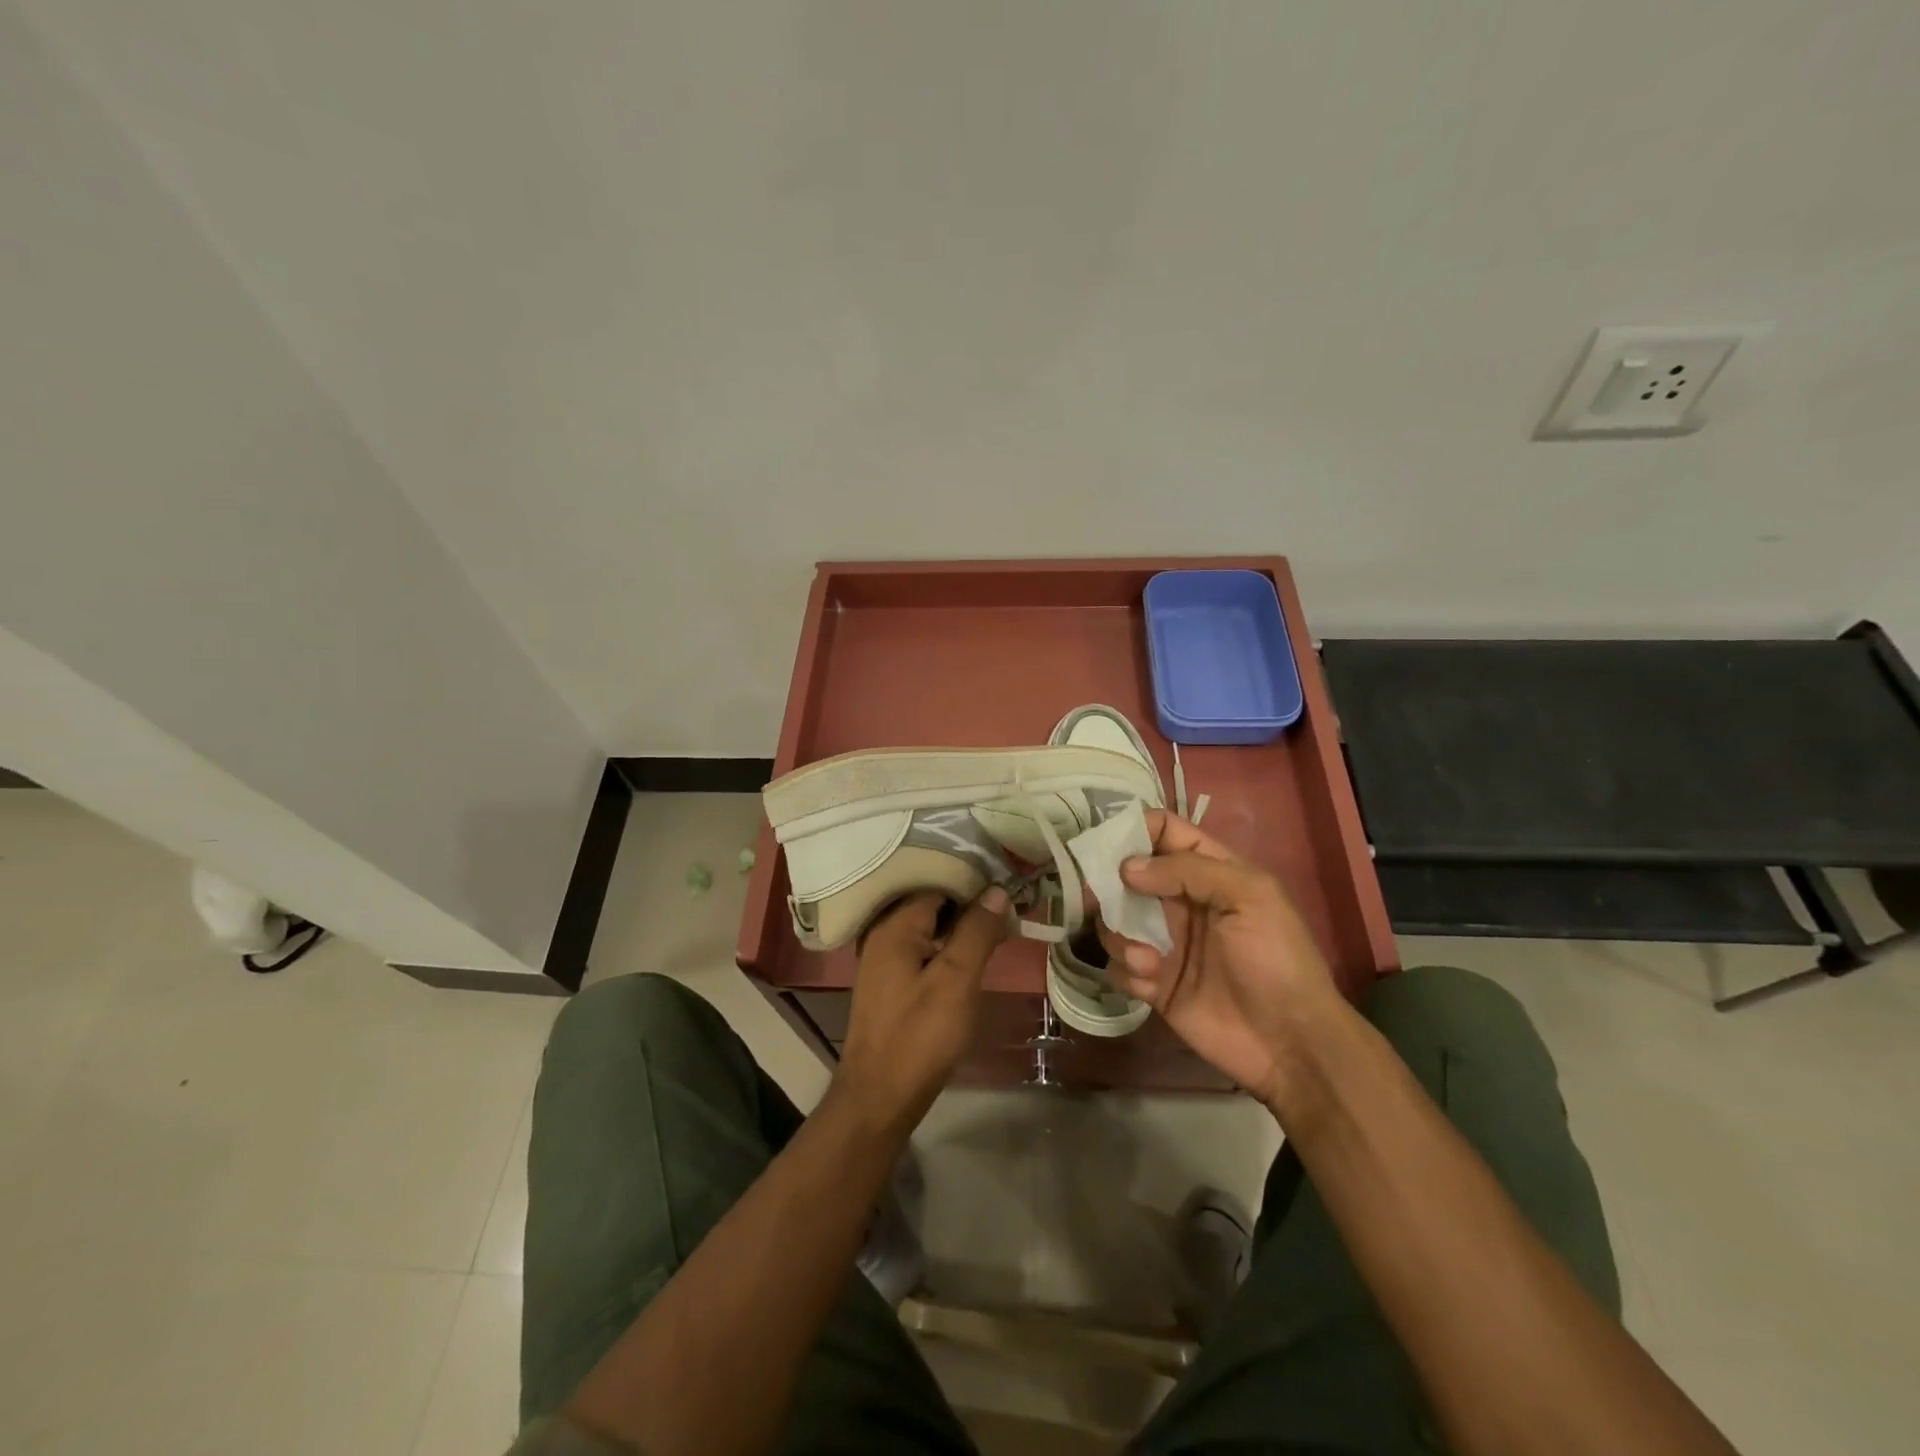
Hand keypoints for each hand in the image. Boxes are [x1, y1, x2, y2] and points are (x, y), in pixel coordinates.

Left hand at [834, 886, 1008, 1135]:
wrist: (879, 1098)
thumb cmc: (919, 1037)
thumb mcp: (956, 981)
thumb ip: (976, 932)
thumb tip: (997, 890)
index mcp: (893, 924)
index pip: (937, 881)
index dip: (974, 881)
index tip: (1009, 884)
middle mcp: (882, 932)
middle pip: (931, 900)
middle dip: (969, 900)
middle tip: (1010, 904)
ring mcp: (883, 958)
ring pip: (928, 924)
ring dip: (960, 923)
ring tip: (999, 923)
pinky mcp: (890, 980)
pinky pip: (921, 945)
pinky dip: (946, 942)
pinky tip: (971, 951)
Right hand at [1100, 810, 1338, 1112]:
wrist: (1290, 1043)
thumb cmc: (1276, 958)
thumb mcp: (1249, 897)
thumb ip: (1189, 870)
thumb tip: (1126, 868)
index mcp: (1208, 871)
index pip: (1163, 832)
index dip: (1133, 829)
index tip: (1107, 844)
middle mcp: (1179, 901)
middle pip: (1126, 875)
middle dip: (1106, 884)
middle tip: (1095, 898)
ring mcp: (1164, 942)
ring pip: (1114, 921)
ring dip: (1119, 935)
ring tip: (1146, 959)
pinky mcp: (1152, 983)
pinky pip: (1118, 965)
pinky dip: (1126, 970)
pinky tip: (1152, 983)